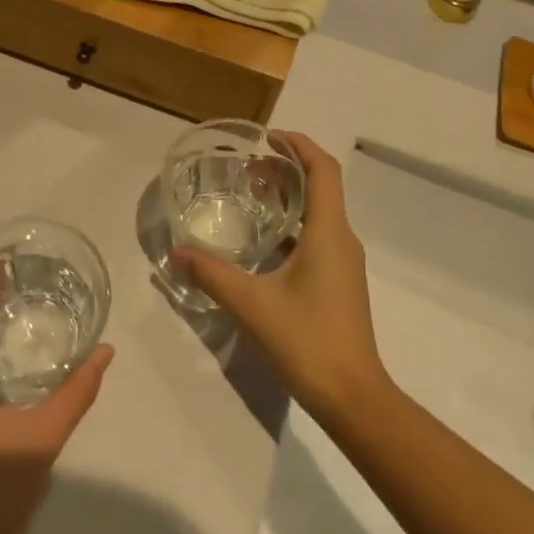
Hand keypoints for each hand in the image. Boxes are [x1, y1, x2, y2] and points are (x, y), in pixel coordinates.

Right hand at [172, 133, 389, 417]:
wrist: (353, 397)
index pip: (323, 170)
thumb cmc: (308, 340)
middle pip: (321, 187)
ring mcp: (344, 263)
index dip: (300, 145)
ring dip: (290, 197)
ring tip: (251, 195)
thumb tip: (179, 251)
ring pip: (320, 213)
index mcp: (329, 232)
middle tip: (249, 166)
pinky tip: (263, 242)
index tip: (269, 137)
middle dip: (288, 168)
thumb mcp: (252, 304)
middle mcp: (342, 240)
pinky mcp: (339, 283)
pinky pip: (318, 237)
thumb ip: (212, 274)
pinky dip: (293, 225)